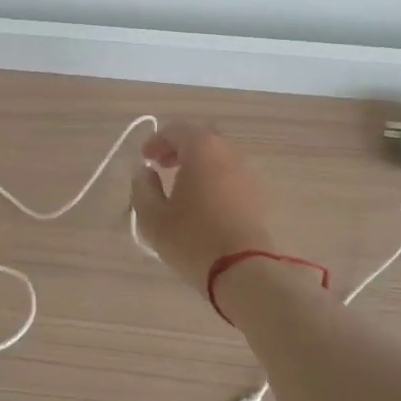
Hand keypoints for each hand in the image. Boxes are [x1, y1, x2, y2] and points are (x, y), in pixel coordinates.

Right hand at [129, 122, 277, 292]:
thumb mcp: (153, 217)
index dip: (156, 141)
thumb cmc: (192, 239)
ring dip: (197, 163)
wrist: (244, 270)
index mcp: (201, 148)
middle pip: (200, 138)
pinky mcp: (257, 193)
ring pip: (218, 155)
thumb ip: (143, 187)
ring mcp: (247, 171)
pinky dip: (213, 177)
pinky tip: (202, 201)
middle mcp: (227, 152)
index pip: (175, 130)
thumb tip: (145, 172)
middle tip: (161, 166)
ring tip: (181, 185)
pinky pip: (230, 173)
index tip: (144, 159)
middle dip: (178, 147)